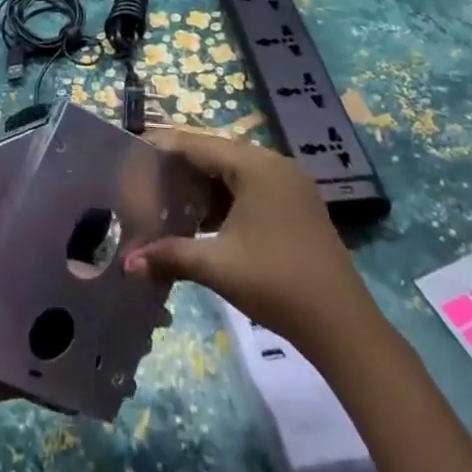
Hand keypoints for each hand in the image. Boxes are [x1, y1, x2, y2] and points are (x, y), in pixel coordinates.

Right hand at [123, 128, 380, 361]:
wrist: (344, 328)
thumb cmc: (277, 285)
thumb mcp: (218, 267)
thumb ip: (170, 256)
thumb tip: (126, 264)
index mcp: (254, 165)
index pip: (197, 144)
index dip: (162, 147)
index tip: (131, 154)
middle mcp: (273, 163)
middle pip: (215, 154)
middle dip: (180, 168)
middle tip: (145, 181)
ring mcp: (289, 183)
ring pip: (233, 172)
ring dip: (203, 186)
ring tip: (168, 201)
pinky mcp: (297, 204)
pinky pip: (251, 187)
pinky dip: (225, 198)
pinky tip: (204, 220)